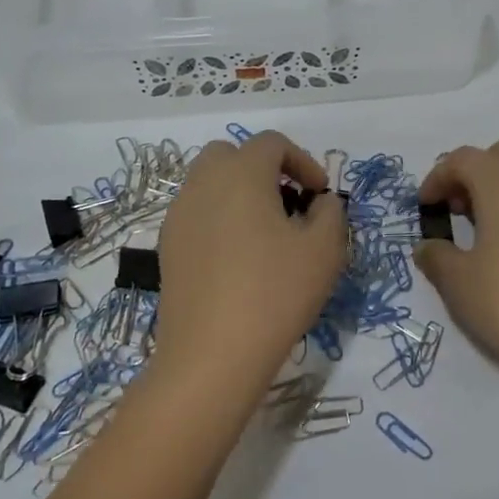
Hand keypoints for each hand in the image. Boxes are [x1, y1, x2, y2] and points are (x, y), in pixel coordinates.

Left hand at [152, 132, 347, 402]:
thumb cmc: (275, 293)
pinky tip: (239, 257)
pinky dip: (220, 218)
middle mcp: (203, 184)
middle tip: (289, 203)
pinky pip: (197, 213)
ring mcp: (179, 215)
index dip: (302, 161)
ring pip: (210, 183)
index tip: (319, 195)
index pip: (272, 143)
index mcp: (241, 174)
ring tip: (266, 231)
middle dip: (264, 169)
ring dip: (240, 192)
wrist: (212, 355)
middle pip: (232, 155)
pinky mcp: (168, 247)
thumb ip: (330, 212)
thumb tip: (319, 202)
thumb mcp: (324, 249)